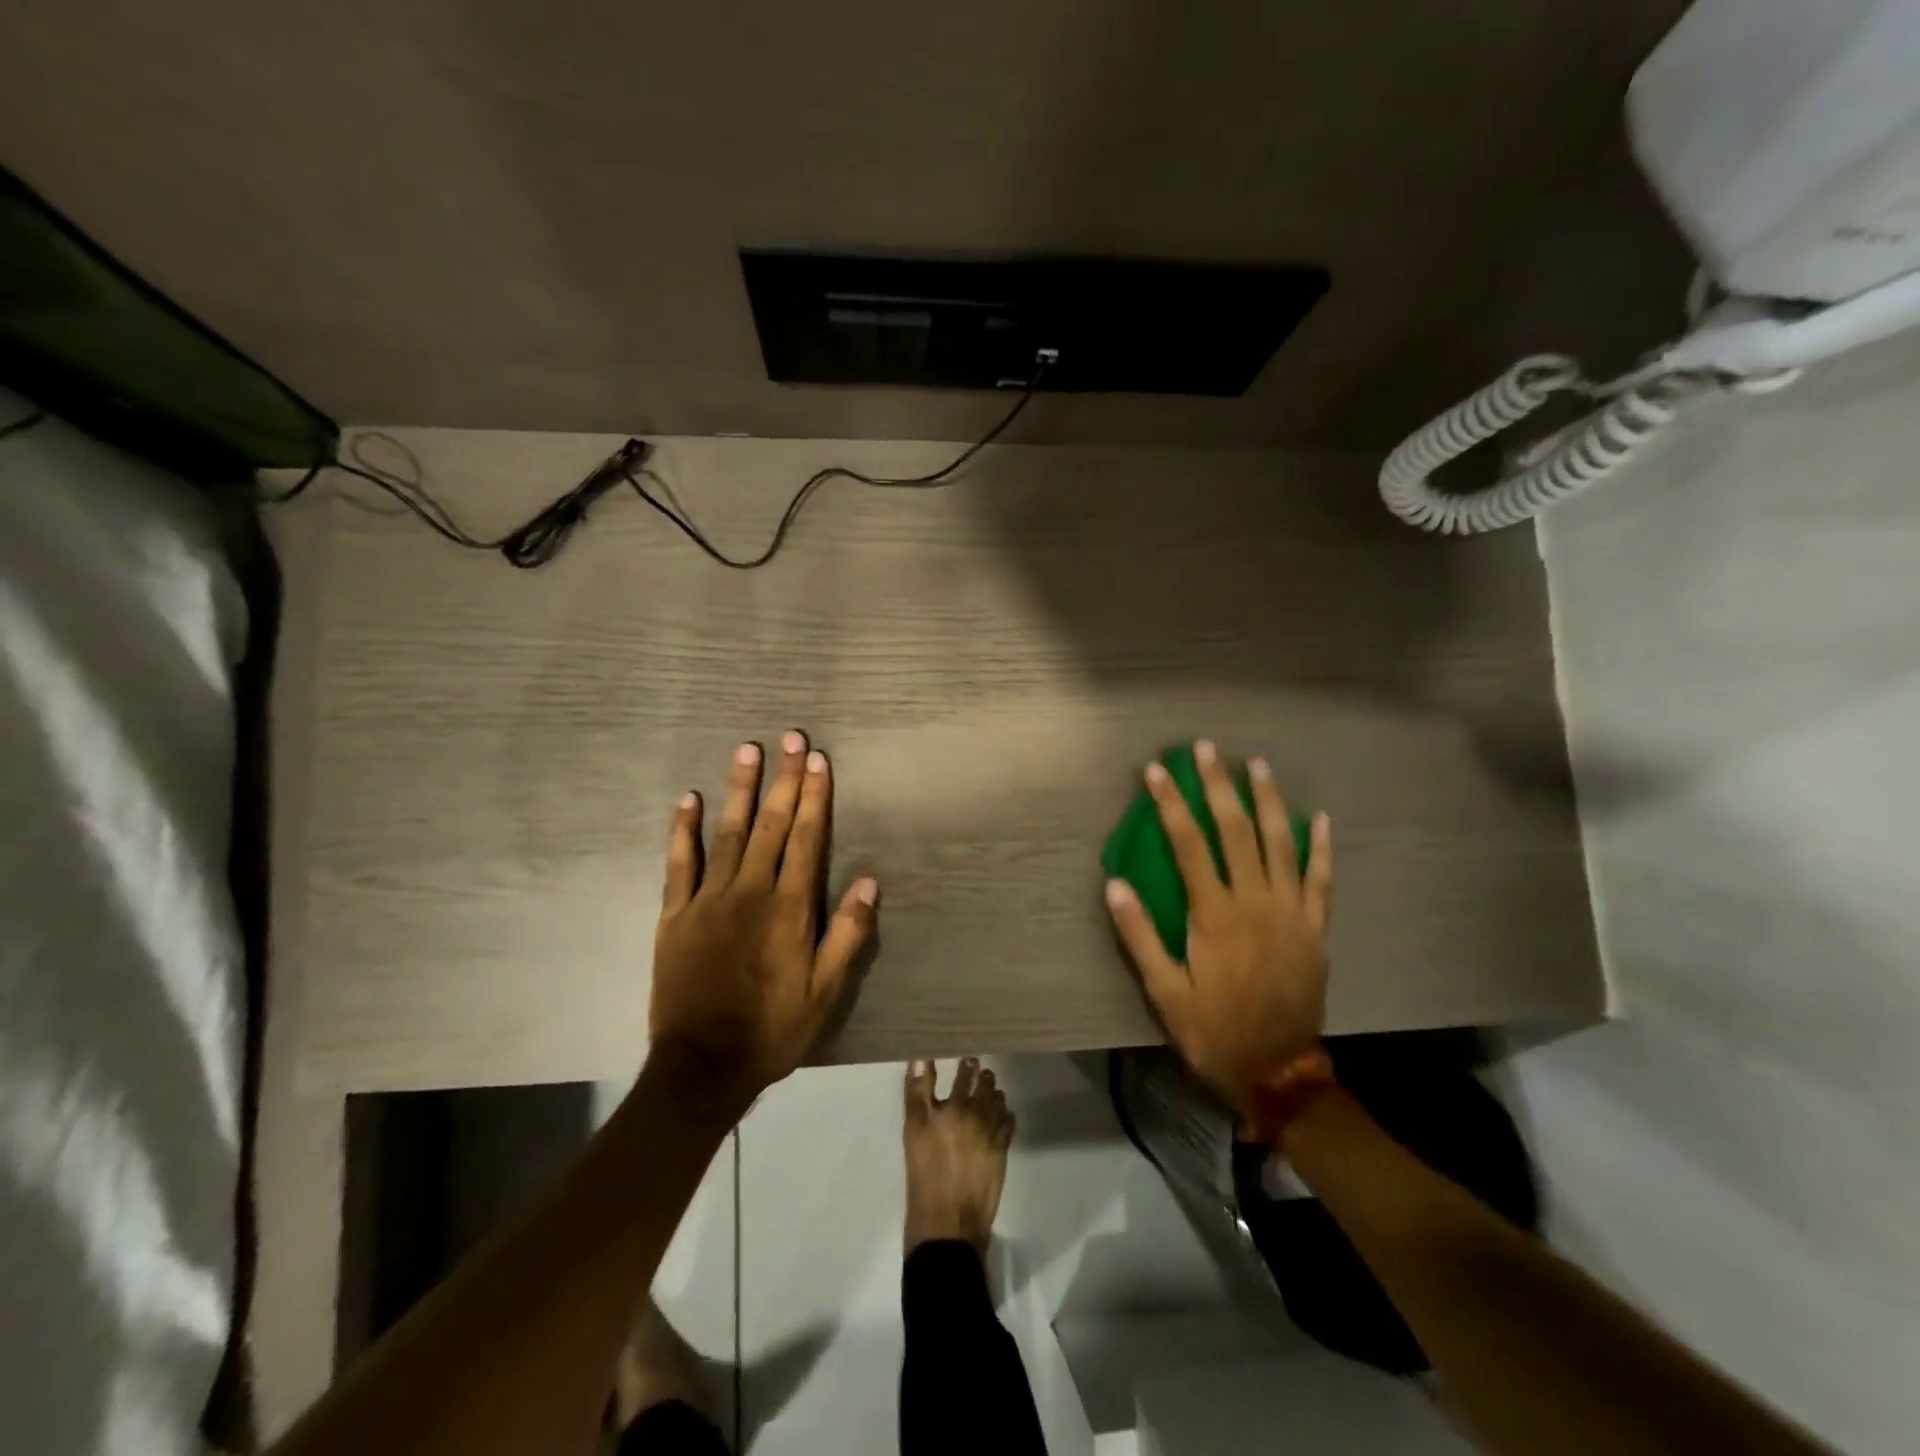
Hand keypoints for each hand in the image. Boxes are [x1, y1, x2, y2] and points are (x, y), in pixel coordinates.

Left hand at [650, 731, 878, 1112]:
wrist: (702, 1066)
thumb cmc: (772, 1028)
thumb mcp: (825, 992)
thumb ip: (847, 934)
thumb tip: (869, 881)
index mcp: (789, 908)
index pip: (806, 839)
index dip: (815, 797)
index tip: (818, 760)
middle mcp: (750, 892)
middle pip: (771, 825)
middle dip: (784, 779)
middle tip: (791, 738)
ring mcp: (708, 900)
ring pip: (727, 833)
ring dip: (739, 789)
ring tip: (747, 750)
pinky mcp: (675, 914)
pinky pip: (679, 864)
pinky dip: (683, 830)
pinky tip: (688, 799)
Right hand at [1104, 739, 1333, 1115]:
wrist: (1278, 1073)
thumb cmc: (1213, 1031)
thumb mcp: (1164, 993)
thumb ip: (1140, 936)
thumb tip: (1114, 885)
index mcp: (1215, 915)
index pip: (1189, 845)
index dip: (1171, 804)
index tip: (1158, 771)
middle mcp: (1256, 902)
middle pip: (1236, 831)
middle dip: (1219, 786)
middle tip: (1208, 749)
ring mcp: (1292, 912)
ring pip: (1282, 844)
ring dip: (1269, 800)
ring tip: (1258, 764)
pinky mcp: (1315, 928)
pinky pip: (1322, 880)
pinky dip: (1321, 848)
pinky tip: (1319, 818)